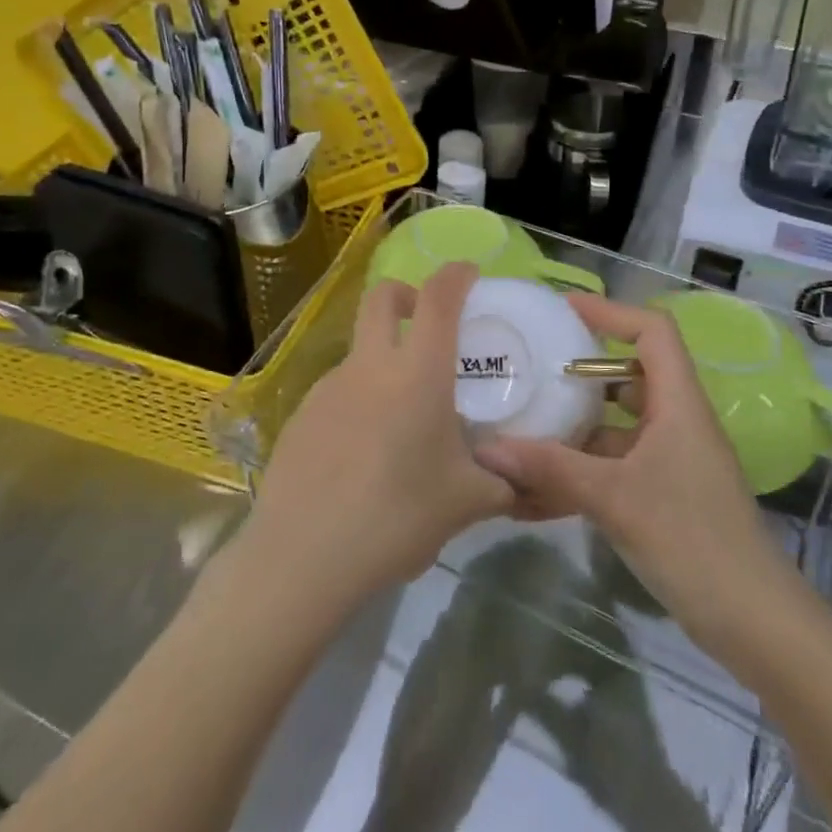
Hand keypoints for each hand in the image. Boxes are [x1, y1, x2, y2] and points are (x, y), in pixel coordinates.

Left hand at [241, 262, 512, 611]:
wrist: (304, 556)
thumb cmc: (397, 517)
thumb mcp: (467, 502)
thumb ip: (505, 482)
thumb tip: (531, 480)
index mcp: (416, 373)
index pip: (438, 297)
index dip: (456, 275)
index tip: (470, 275)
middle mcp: (368, 367)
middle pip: (380, 297)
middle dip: (407, 293)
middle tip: (428, 324)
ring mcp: (326, 388)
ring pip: (359, 351)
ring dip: (384, 361)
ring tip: (403, 420)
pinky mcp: (300, 416)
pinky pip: (338, 393)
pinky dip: (359, 403)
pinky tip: (364, 454)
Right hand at [473, 294, 791, 650]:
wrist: (753, 622)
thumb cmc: (692, 539)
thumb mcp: (614, 497)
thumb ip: (550, 468)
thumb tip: (487, 449)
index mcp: (679, 404)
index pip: (653, 332)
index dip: (611, 312)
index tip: (563, 310)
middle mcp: (677, 423)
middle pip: (629, 377)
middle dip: (579, 373)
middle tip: (530, 370)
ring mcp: (670, 462)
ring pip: (616, 428)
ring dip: (572, 431)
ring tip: (519, 429)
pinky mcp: (662, 497)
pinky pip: (613, 469)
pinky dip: (578, 473)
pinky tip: (532, 494)